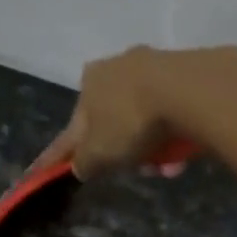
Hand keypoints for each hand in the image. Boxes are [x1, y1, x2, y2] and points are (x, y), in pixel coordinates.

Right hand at [26, 44, 236, 180]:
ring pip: (147, 121)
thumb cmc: (130, 121)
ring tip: (168, 167)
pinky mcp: (187, 73)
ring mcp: (155, 66)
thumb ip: (84, 162)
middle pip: (116, 123)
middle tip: (138, 171)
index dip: (62, 152)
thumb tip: (80, 166)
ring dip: (154, 150)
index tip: (48, 167)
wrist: (188, 91)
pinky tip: (184, 153)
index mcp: (89, 82)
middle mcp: (118, 66)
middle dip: (126, 152)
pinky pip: (174, 115)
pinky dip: (175, 137)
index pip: (73, 127)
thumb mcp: (98, 153)